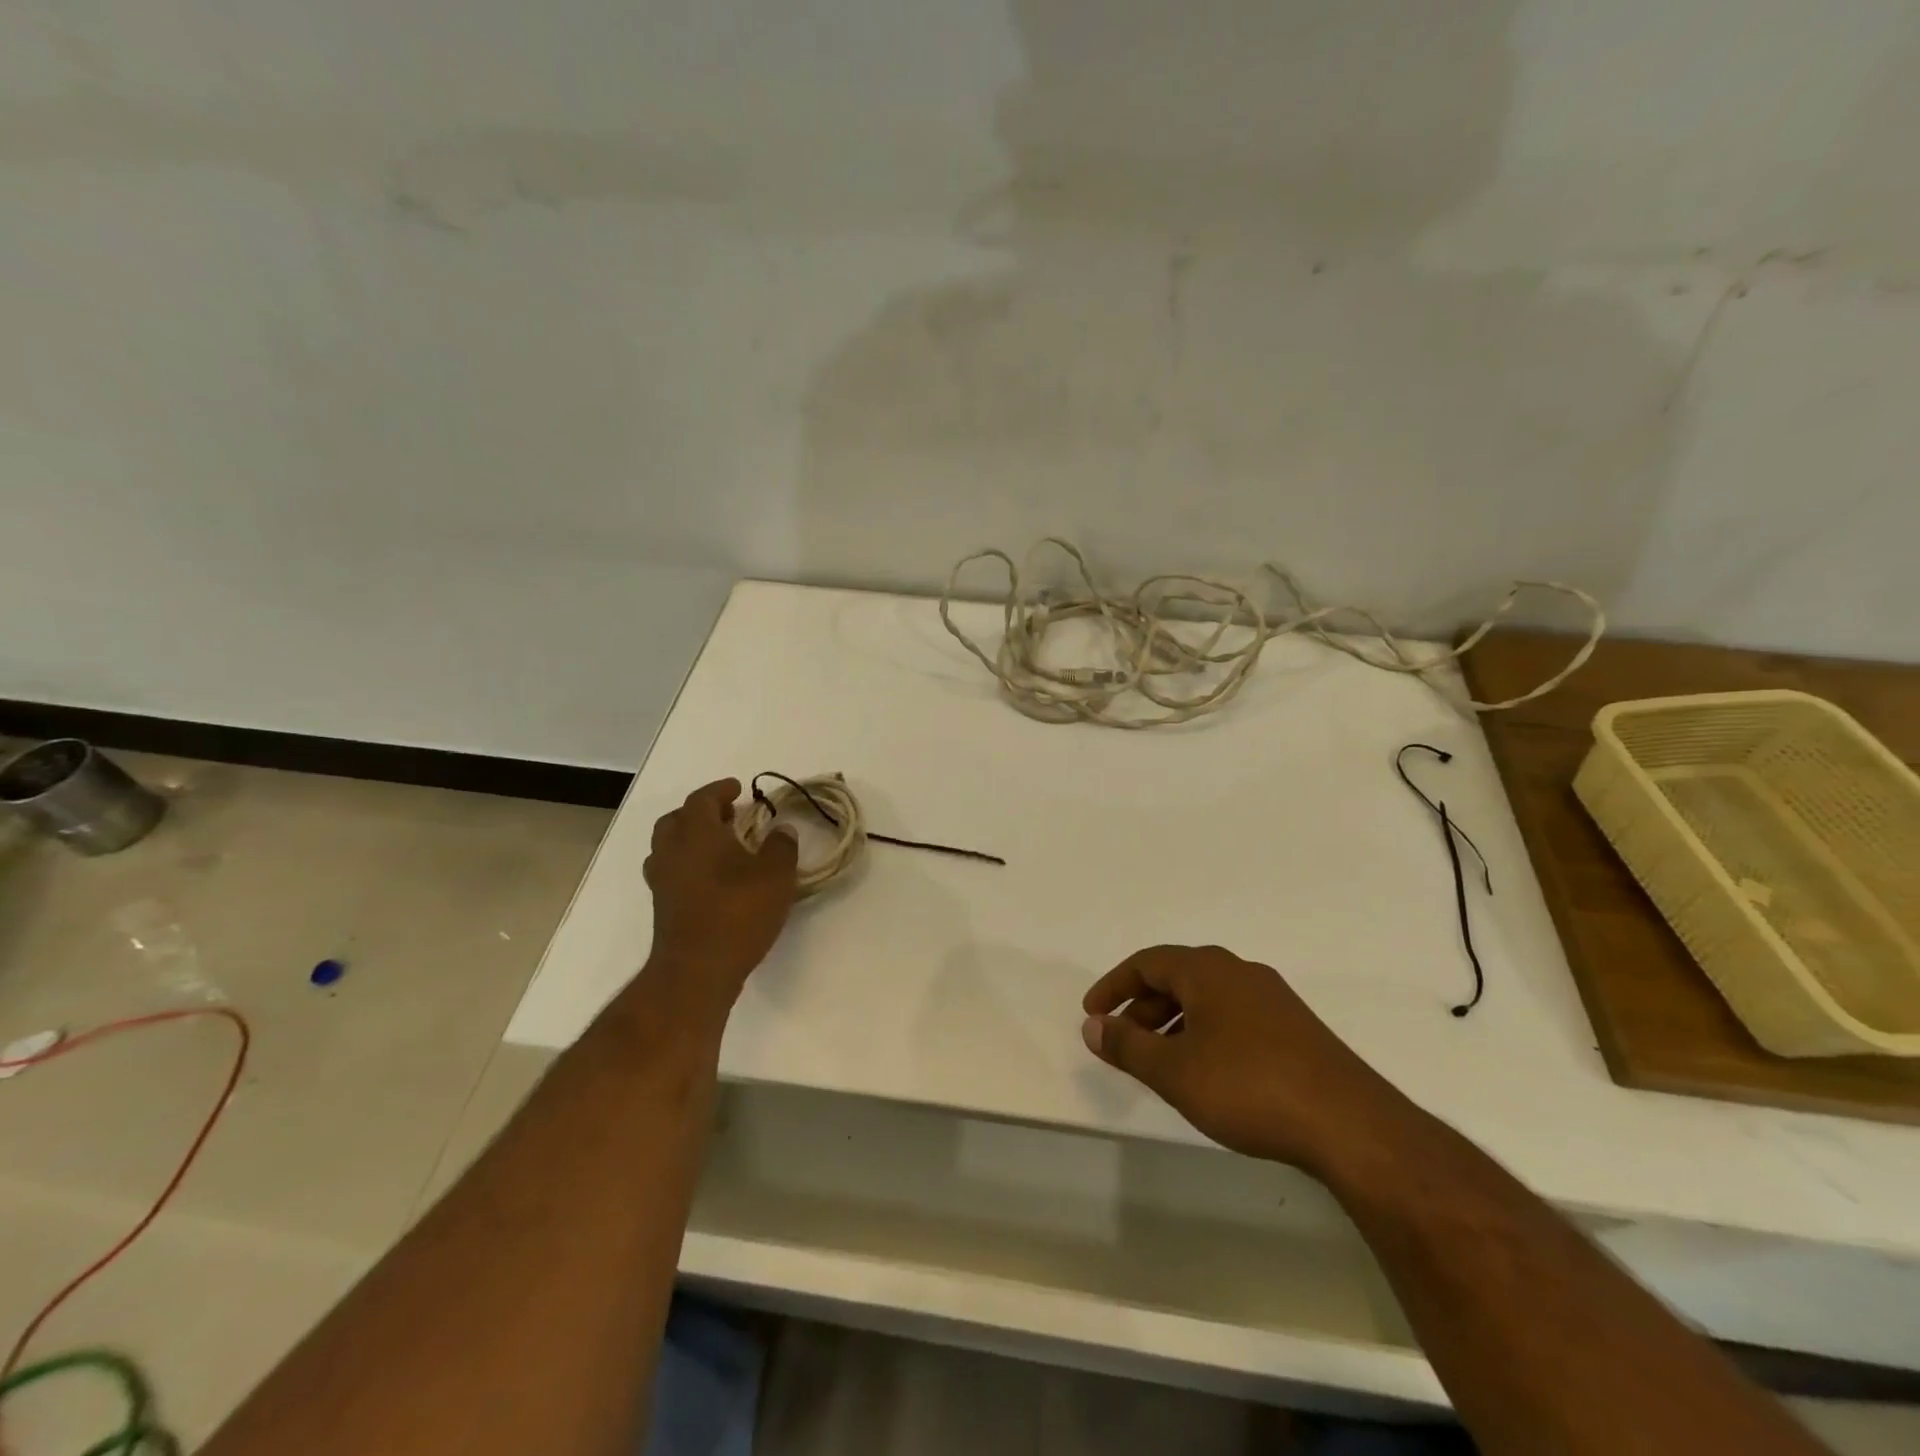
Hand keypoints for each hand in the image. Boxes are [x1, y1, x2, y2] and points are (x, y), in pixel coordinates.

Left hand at [642, 779, 799, 1010]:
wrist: (697, 969)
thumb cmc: (738, 912)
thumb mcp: (776, 874)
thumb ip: (781, 846)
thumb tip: (781, 830)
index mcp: (697, 833)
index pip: (702, 799)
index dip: (719, 790)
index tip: (737, 788)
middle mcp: (672, 851)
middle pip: (676, 820)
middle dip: (700, 813)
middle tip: (727, 816)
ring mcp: (662, 881)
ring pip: (668, 846)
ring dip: (690, 839)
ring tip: (719, 846)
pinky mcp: (662, 907)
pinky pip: (670, 871)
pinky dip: (687, 865)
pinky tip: (711, 878)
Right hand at [1081, 945, 1410, 1171]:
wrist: (1350, 1125)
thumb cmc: (1248, 1087)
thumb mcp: (1175, 1070)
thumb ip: (1127, 1045)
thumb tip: (1092, 1025)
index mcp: (1208, 970)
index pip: (1147, 963)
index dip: (1113, 986)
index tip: (1092, 1014)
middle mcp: (1240, 972)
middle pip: (1177, 977)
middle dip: (1142, 1007)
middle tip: (1122, 1042)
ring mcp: (1273, 999)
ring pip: (1207, 998)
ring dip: (1174, 1022)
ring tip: (1161, 1062)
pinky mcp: (1296, 1029)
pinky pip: (1233, 1016)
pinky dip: (1205, 1033)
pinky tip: (1208, 1072)